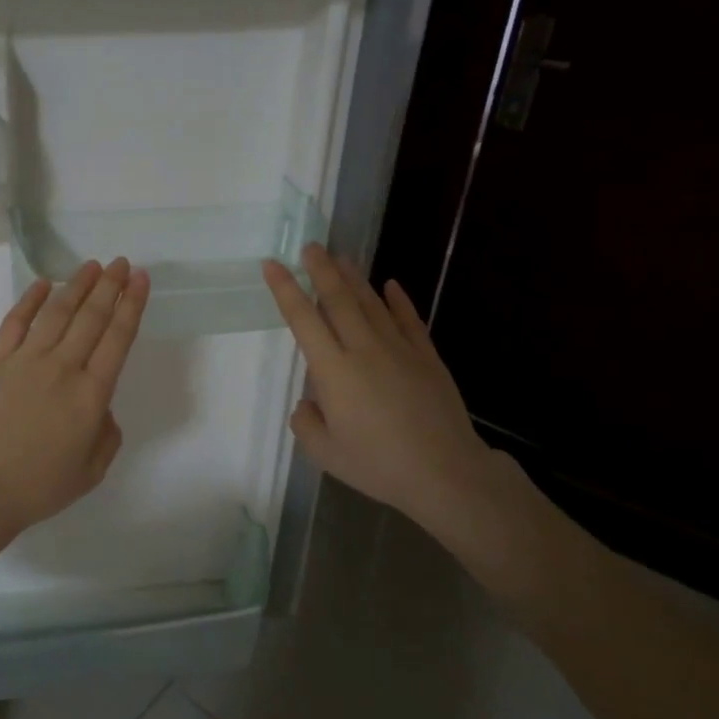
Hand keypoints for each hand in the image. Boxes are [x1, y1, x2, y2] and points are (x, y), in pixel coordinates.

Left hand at [0, 258, 149, 538]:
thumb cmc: (39, 486)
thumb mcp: (91, 471)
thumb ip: (107, 434)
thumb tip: (101, 407)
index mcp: (91, 395)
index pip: (118, 338)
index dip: (132, 304)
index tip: (140, 279)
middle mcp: (62, 367)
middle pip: (91, 317)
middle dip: (110, 286)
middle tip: (121, 262)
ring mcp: (25, 360)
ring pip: (56, 311)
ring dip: (76, 285)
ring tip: (91, 266)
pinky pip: (15, 321)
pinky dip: (30, 299)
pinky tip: (43, 283)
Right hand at [263, 244, 504, 538]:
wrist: (444, 472)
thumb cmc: (378, 464)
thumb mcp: (325, 453)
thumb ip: (306, 423)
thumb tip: (309, 402)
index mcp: (333, 371)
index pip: (303, 319)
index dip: (285, 289)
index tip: (273, 264)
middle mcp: (363, 349)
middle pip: (338, 299)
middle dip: (321, 269)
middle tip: (310, 246)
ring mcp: (399, 349)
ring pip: (372, 303)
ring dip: (354, 277)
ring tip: (341, 257)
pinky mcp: (426, 357)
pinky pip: (409, 319)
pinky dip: (398, 300)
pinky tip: (391, 285)